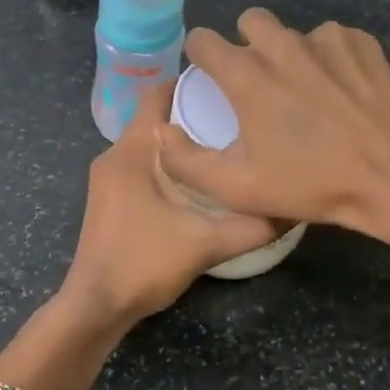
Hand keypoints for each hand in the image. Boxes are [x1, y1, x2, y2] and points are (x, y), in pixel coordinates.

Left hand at [60, 81, 278, 325]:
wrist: (96, 306)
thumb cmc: (143, 264)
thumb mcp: (205, 244)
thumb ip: (252, 226)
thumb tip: (293, 208)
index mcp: (131, 152)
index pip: (155, 95)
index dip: (189, 83)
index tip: (227, 86)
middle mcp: (114, 156)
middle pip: (154, 119)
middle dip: (192, 114)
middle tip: (236, 119)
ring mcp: (108, 179)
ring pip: (148, 145)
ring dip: (180, 143)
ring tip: (223, 148)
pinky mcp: (109, 199)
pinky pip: (141, 166)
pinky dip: (167, 165)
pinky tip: (197, 183)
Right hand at [155, 8, 389, 247]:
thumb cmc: (311, 184)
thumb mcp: (237, 188)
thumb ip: (186, 160)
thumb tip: (160, 131)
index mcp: (247, 76)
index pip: (203, 39)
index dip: (200, 55)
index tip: (209, 76)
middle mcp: (282, 47)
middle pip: (250, 21)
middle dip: (247, 43)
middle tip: (258, 81)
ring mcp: (326, 41)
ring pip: (293, 32)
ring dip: (289, 53)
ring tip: (304, 90)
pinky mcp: (361, 44)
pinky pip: (332, 39)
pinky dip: (328, 58)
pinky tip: (339, 89)